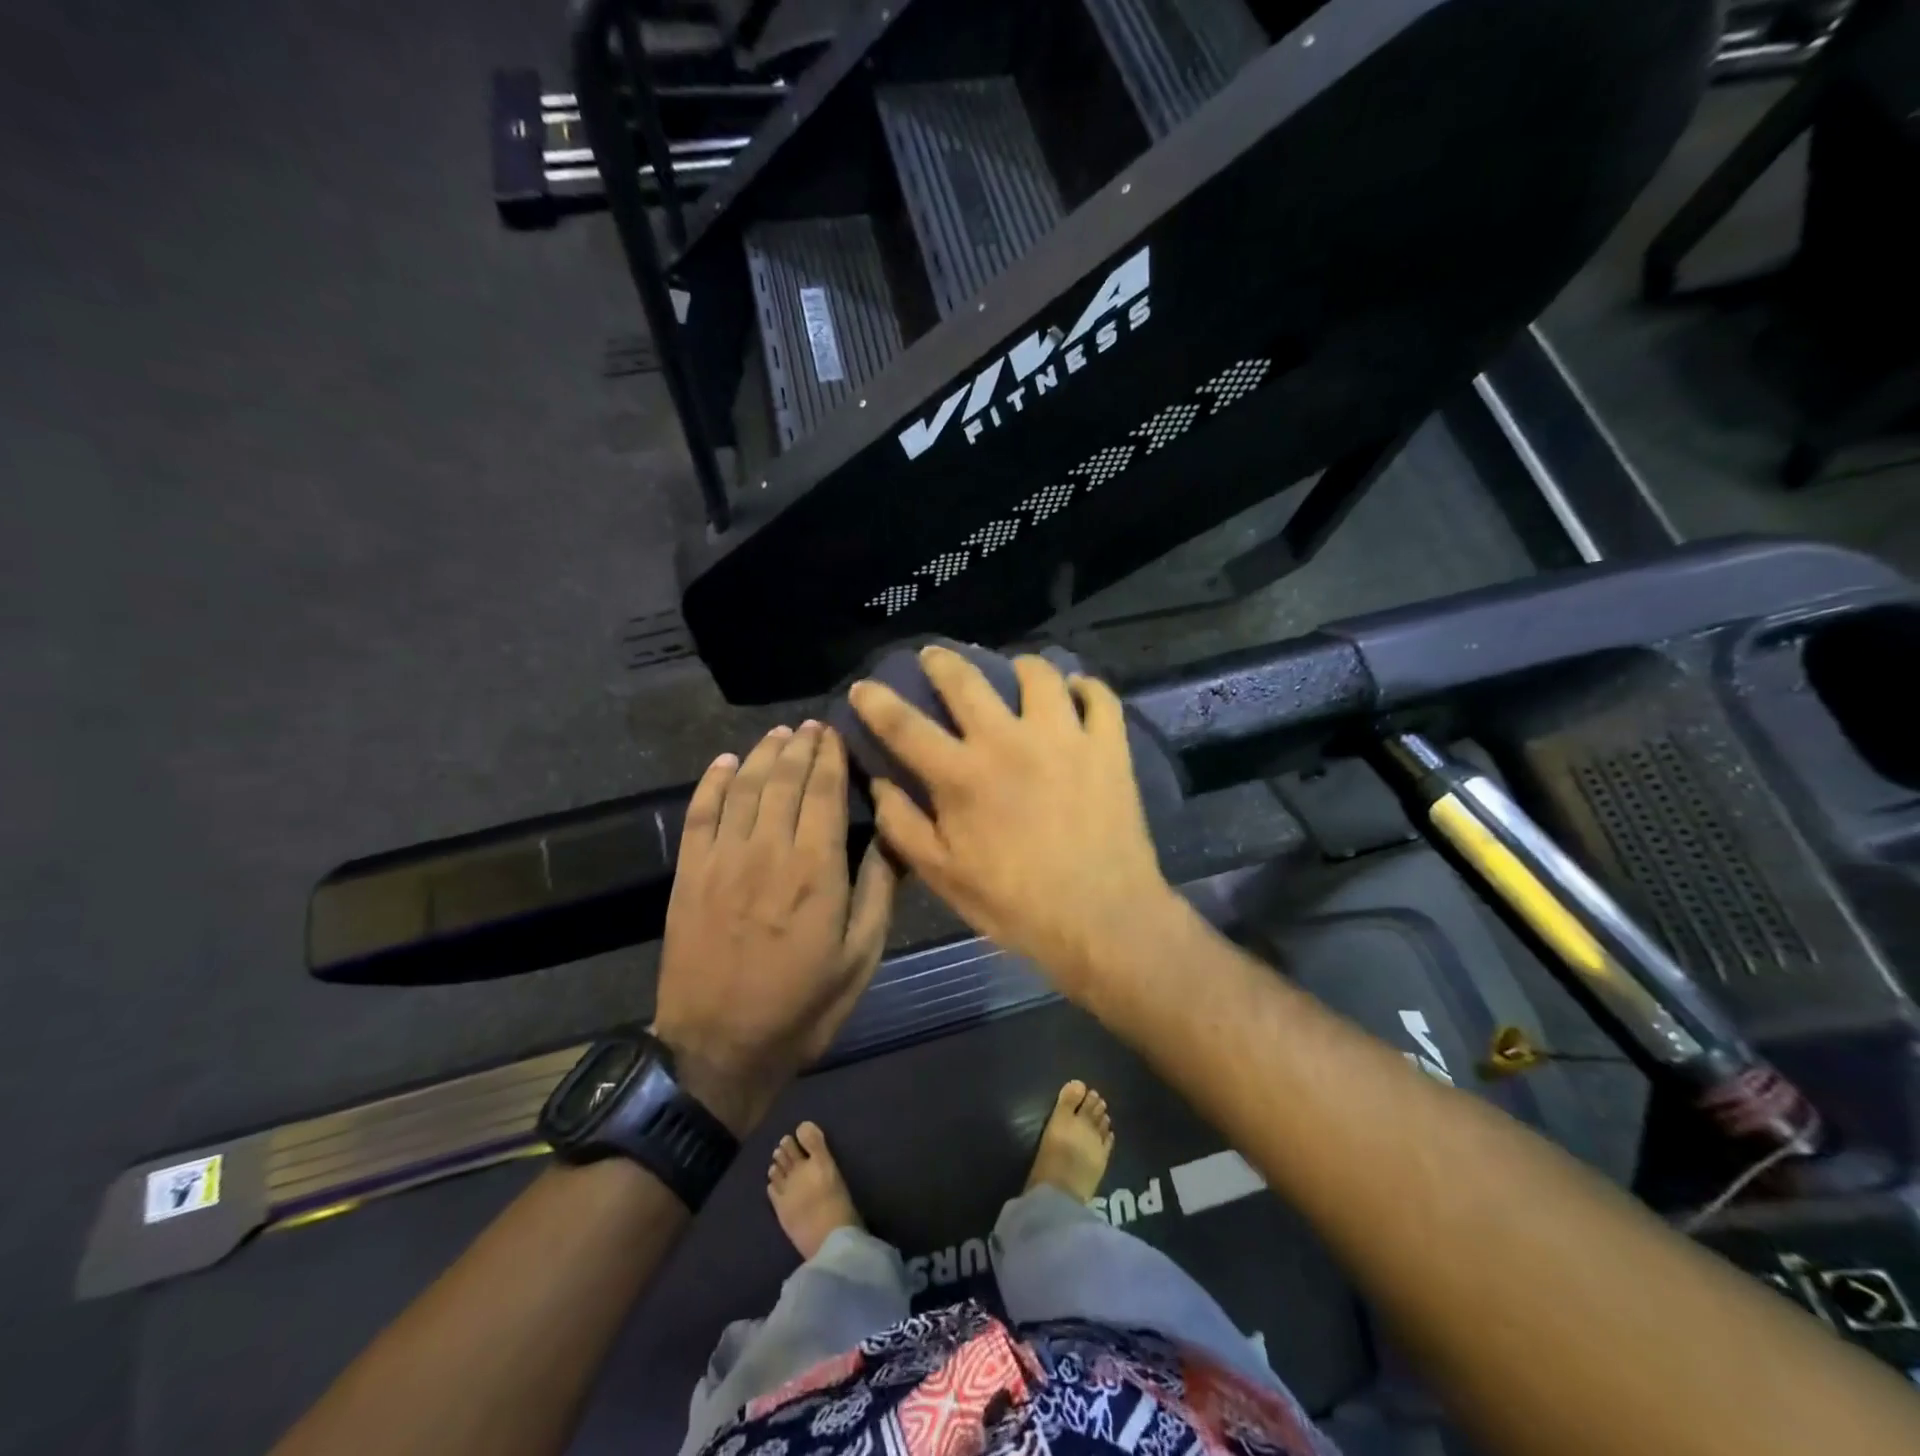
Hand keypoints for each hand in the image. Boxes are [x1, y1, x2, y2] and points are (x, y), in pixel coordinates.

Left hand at [651, 722, 895, 1133]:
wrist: (717, 1050)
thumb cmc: (802, 1007)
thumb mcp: (860, 959)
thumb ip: (877, 892)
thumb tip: (892, 837)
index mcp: (815, 869)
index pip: (824, 791)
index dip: (831, 755)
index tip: (836, 731)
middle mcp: (767, 850)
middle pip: (783, 779)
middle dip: (800, 746)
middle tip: (812, 725)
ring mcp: (722, 860)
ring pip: (743, 787)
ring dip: (762, 754)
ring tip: (779, 734)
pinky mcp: (689, 875)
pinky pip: (700, 814)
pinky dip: (712, 783)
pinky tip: (725, 763)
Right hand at [848, 646, 1179, 1000]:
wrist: (1102, 920)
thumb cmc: (1016, 905)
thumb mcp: (943, 876)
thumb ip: (903, 826)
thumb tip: (878, 783)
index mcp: (962, 775)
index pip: (904, 725)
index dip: (876, 701)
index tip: (863, 685)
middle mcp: (1008, 741)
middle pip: (966, 680)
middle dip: (941, 661)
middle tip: (934, 656)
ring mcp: (1064, 737)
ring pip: (1039, 674)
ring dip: (1020, 667)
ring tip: (1016, 673)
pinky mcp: (1108, 746)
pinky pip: (1098, 697)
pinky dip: (1085, 688)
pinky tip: (1075, 694)